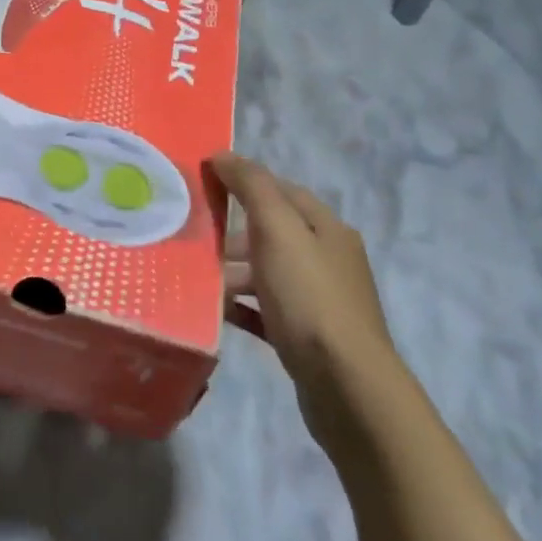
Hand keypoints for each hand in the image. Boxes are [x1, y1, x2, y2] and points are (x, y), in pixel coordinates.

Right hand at [211, 153, 399, 412]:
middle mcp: (329, 259)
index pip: (282, 191)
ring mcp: (321, 301)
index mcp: (327, 229)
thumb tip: (223, 154)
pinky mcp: (309, 337)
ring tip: (198, 280)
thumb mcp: (278, 231)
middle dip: (234, 233)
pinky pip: (267, 310)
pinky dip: (242, 306)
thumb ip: (252, 187)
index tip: (203, 186)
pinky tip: (217, 312)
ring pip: (268, 273)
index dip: (244, 183)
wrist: (346, 386)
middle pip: (274, 233)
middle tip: (195, 240)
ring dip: (234, 272)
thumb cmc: (310, 298)